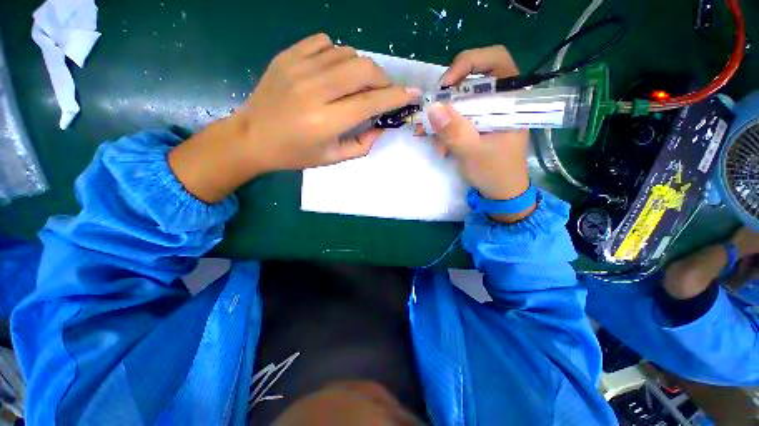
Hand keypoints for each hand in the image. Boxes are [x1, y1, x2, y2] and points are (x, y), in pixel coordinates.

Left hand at [169, 34, 418, 202]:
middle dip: (382, 79)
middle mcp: (314, 90)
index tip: (412, 94)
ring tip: (359, 84)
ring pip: (347, 53)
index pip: (370, 102)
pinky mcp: (287, 56)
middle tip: (383, 91)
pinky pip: (324, 42)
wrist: (252, 137)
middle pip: (363, 69)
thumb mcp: (332, 158)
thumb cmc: (295, 154)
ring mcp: (298, 68)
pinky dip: (338, 55)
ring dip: (362, 68)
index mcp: (325, 121)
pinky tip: (334, 71)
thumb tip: (381, 126)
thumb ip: (362, 144)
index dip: (396, 97)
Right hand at [428, 46, 532, 221]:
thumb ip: (455, 131)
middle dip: (448, 94)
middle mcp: (499, 102)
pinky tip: (437, 146)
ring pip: (460, 102)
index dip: (469, 62)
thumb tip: (432, 108)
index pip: (495, 60)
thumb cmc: (495, 173)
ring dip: (442, 117)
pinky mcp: (476, 127)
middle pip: (472, 80)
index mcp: (511, 101)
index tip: (446, 84)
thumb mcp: (474, 153)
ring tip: (426, 134)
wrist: (499, 194)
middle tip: (432, 109)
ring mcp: (486, 115)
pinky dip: (444, 130)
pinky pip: (457, 119)